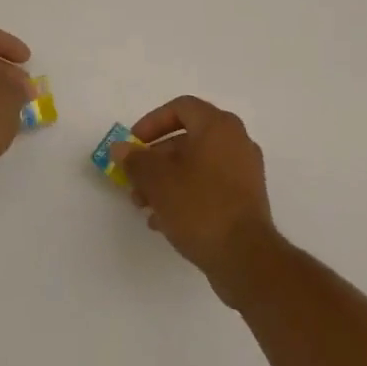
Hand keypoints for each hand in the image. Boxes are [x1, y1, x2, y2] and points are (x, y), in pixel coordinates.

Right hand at [117, 96, 276, 298]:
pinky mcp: (245, 200)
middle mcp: (236, 142)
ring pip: (196, 165)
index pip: (181, 107)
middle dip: (154, 159)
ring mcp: (244, 172)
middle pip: (186, 139)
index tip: (133, 144)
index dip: (152, 122)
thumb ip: (135, 160)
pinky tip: (163, 221)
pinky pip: (209, 186)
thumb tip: (120, 148)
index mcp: (218, 127)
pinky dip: (185, 195)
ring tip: (144, 205)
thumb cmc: (199, 206)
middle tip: (134, 179)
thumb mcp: (157, 180)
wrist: (245, 258)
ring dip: (166, 180)